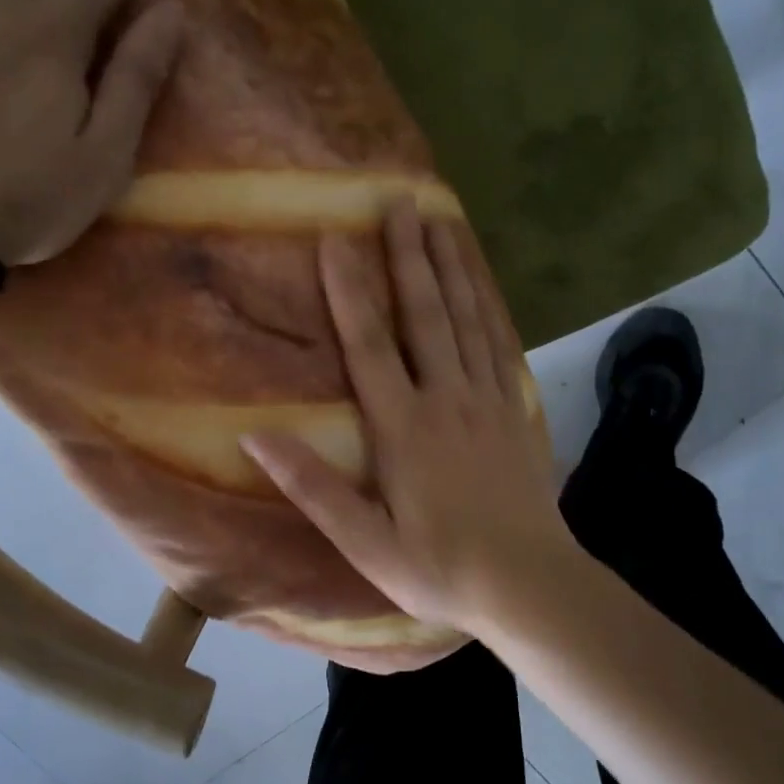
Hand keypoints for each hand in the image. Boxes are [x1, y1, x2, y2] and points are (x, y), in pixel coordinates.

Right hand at [241, 202, 575, 649]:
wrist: (530, 584)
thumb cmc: (439, 567)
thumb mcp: (365, 542)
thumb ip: (312, 486)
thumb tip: (253, 436)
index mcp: (404, 429)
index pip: (369, 346)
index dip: (348, 291)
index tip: (334, 238)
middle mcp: (447, 399)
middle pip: (425, 314)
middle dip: (408, 254)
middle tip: (400, 199)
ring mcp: (488, 400)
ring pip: (468, 318)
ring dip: (452, 265)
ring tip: (441, 218)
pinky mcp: (515, 410)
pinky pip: (500, 343)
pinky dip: (489, 303)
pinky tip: (483, 280)